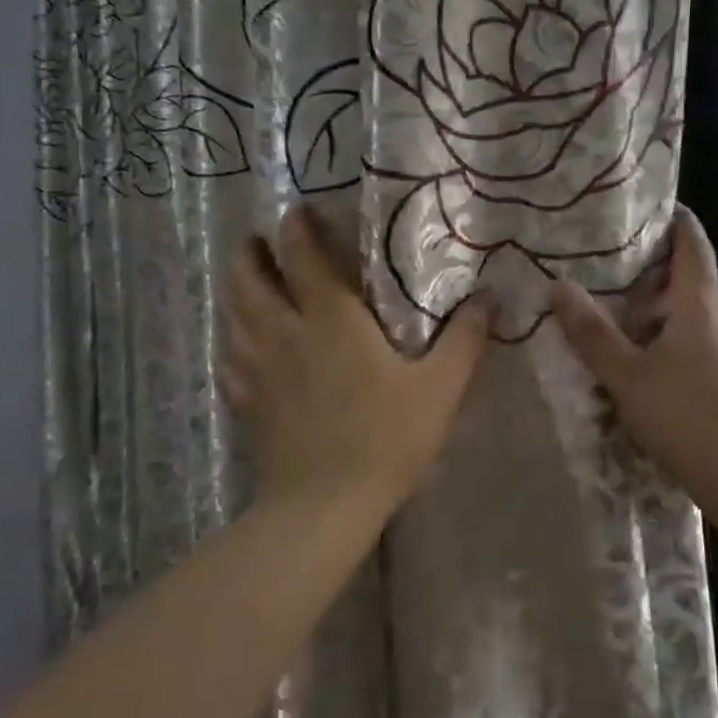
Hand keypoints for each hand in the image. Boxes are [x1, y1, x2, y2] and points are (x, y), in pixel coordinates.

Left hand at [224, 206, 489, 514]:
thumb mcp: (439, 389)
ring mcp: (257, 367)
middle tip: (264, 242)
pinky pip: (229, 357)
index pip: (302, 255)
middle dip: (253, 252)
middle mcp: (285, 331)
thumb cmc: (385, 439)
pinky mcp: (246, 401)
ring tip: (250, 280)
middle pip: (250, 276)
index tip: (298, 212)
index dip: (296, 227)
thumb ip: (464, 340)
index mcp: (331, 318)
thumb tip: (489, 299)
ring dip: (238, 288)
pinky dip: (233, 340)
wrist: (324, 506)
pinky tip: (241, 345)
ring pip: (233, 312)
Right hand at [550, 209, 717, 506]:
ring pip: (689, 310)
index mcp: (699, 304)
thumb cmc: (686, 416)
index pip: (693, 244)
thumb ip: (592, 332)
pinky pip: (691, 337)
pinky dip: (664, 330)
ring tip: (614, 296)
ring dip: (657, 299)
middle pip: (690, 275)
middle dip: (654, 260)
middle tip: (609, 251)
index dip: (676, 219)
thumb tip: (558, 284)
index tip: (647, 204)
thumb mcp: (627, 375)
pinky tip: (638, 349)